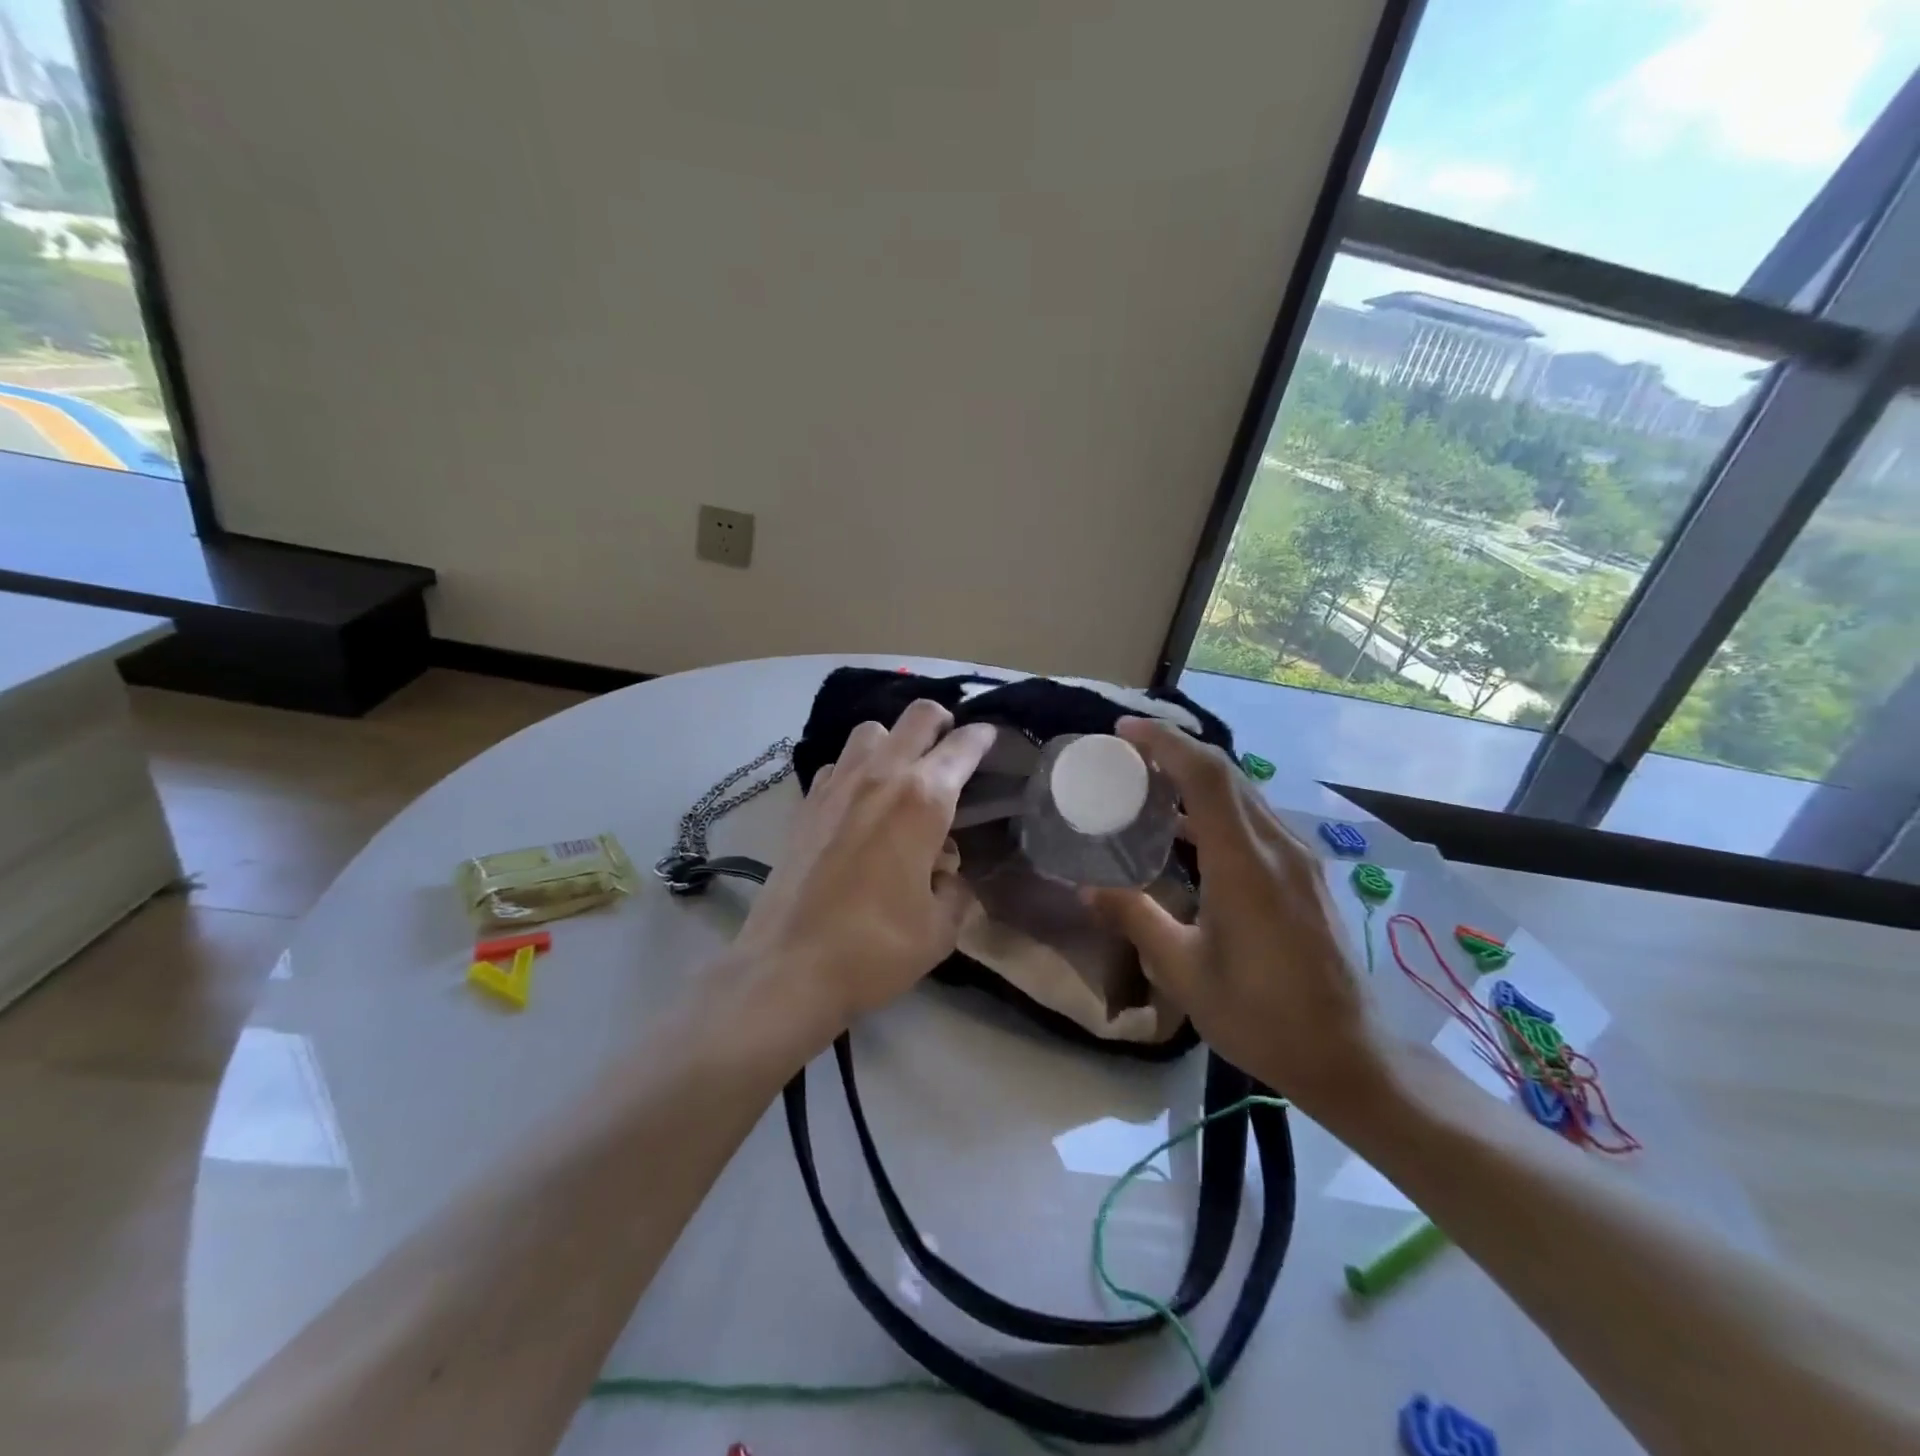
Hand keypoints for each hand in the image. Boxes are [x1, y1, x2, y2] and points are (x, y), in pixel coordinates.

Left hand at [728, 700, 996, 1051]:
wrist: (789, 967)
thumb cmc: (875, 948)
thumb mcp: (940, 929)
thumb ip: (955, 891)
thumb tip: (946, 874)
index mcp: (923, 800)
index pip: (962, 747)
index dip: (983, 737)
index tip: (991, 738)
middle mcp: (881, 777)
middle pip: (917, 716)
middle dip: (942, 722)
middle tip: (951, 746)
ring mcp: (838, 785)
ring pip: (871, 730)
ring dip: (894, 741)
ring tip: (902, 773)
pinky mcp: (807, 803)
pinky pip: (839, 764)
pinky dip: (857, 768)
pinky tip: (860, 801)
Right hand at [1085, 717, 1389, 1115]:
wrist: (1349, 1057)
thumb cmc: (1262, 1018)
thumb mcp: (1186, 973)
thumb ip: (1136, 920)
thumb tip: (1088, 889)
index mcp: (1245, 866)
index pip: (1206, 776)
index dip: (1164, 743)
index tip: (1123, 731)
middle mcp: (1277, 848)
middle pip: (1227, 773)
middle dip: (1176, 750)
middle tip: (1125, 754)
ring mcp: (1297, 859)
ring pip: (1243, 793)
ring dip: (1196, 777)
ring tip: (1148, 784)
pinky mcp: (1303, 874)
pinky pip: (1254, 819)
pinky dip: (1215, 807)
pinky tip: (1186, 832)